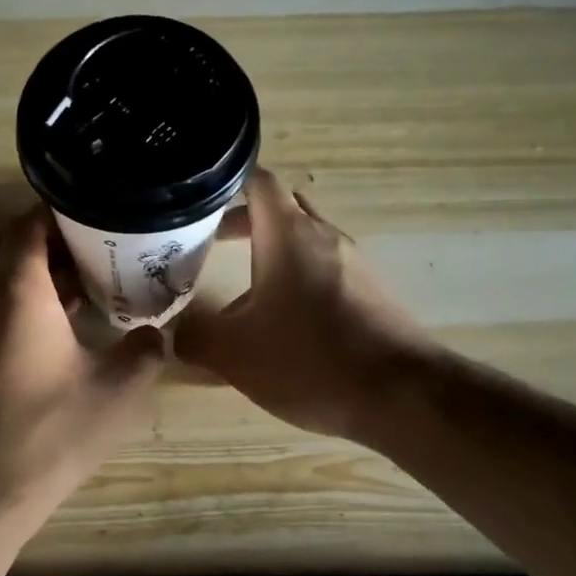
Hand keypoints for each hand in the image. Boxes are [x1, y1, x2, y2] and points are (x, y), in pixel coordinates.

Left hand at [0, 208, 164, 521]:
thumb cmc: (49, 432)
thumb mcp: (118, 391)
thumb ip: (146, 352)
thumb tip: (157, 334)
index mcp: (18, 292)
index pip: (28, 225)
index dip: (58, 210)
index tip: (94, 209)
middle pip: (5, 245)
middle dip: (44, 236)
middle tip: (90, 244)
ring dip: (31, 271)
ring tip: (82, 282)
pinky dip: (20, 302)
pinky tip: (57, 329)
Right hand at [176, 169, 430, 440]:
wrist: (401, 395)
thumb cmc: (309, 360)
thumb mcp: (234, 353)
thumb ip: (194, 336)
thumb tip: (174, 330)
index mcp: (288, 234)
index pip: (257, 180)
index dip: (225, 185)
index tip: (197, 203)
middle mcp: (325, 236)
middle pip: (282, 209)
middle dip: (245, 222)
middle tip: (210, 244)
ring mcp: (355, 263)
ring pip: (305, 242)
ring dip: (273, 255)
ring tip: (242, 294)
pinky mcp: (373, 292)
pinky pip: (327, 271)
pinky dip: (299, 281)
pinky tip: (286, 325)